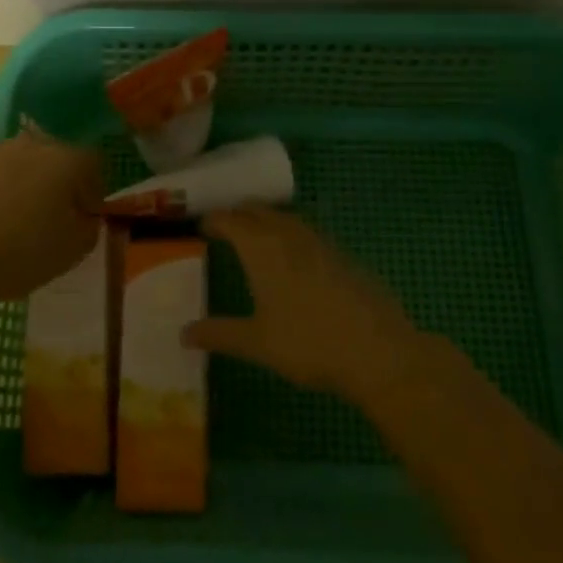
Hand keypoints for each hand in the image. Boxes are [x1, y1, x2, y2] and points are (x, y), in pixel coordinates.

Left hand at [0, 134, 101, 304]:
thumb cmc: (18, 254)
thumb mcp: (72, 252)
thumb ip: (90, 228)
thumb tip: (86, 216)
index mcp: (65, 161)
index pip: (93, 164)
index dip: (93, 190)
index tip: (83, 216)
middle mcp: (32, 144)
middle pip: (56, 157)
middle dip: (58, 181)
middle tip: (51, 216)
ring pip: (21, 160)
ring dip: (25, 180)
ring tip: (13, 215)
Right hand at [187, 208, 422, 401]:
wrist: (378, 351)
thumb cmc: (308, 343)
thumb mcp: (257, 343)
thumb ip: (219, 334)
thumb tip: (184, 333)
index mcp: (263, 248)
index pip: (231, 220)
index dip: (214, 220)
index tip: (202, 227)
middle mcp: (290, 236)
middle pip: (259, 211)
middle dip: (239, 214)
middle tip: (224, 226)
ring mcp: (321, 243)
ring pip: (286, 218)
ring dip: (266, 220)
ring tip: (255, 236)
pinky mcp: (343, 256)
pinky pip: (307, 233)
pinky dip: (291, 234)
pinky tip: (294, 258)